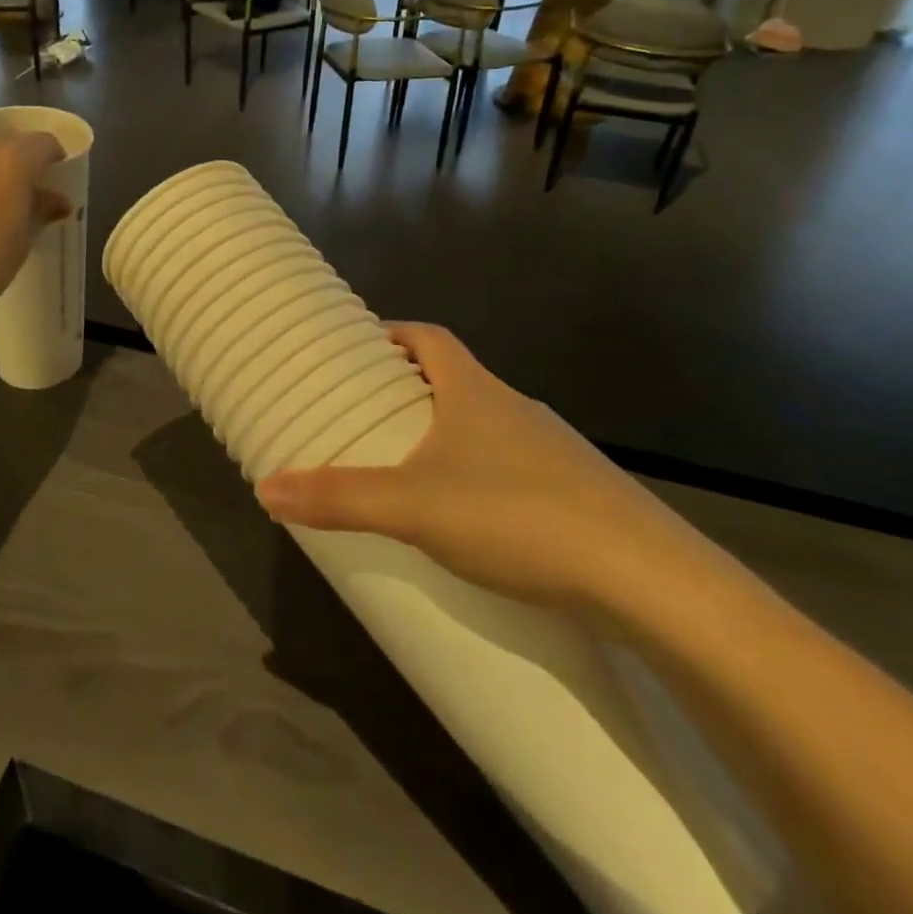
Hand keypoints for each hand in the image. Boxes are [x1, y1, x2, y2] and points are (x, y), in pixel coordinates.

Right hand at [256, 323, 699, 614]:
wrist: (647, 580)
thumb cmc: (516, 516)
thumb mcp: (413, 506)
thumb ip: (339, 497)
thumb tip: (266, 489)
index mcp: (475, 391)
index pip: (430, 337)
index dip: (394, 333)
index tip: (360, 348)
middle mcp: (515, 408)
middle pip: (455, 380)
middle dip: (410, 389)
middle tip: (369, 415)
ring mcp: (551, 450)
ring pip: (485, 426)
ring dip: (446, 435)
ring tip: (408, 470)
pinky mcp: (575, 493)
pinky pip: (512, 468)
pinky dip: (481, 476)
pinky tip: (470, 521)